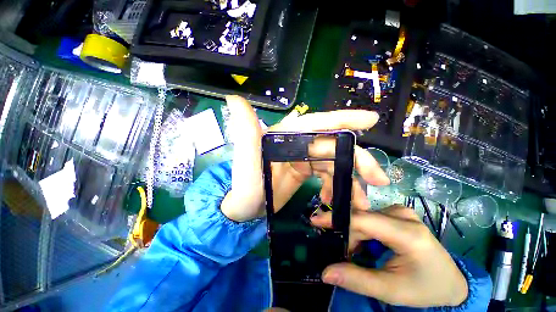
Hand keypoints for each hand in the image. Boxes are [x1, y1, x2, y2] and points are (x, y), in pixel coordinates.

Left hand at [220, 95, 388, 221]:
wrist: (244, 208)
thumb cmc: (245, 187)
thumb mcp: (246, 160)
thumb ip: (246, 130)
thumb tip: (233, 97)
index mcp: (284, 136)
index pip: (316, 124)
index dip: (343, 120)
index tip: (371, 120)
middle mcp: (295, 144)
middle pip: (332, 146)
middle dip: (357, 161)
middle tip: (379, 179)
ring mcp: (301, 158)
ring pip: (333, 164)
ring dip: (349, 181)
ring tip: (360, 202)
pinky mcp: (303, 172)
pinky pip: (326, 176)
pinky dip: (335, 187)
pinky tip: (336, 201)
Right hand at [311, 205, 468, 307]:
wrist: (451, 282)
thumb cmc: (425, 288)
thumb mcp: (391, 290)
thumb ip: (357, 280)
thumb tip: (325, 272)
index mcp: (407, 233)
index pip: (363, 220)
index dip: (337, 219)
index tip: (316, 221)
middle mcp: (402, 215)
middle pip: (362, 218)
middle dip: (347, 235)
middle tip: (343, 254)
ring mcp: (400, 212)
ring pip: (364, 217)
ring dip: (355, 234)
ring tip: (355, 253)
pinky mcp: (397, 214)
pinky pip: (370, 218)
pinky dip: (362, 231)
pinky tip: (365, 245)